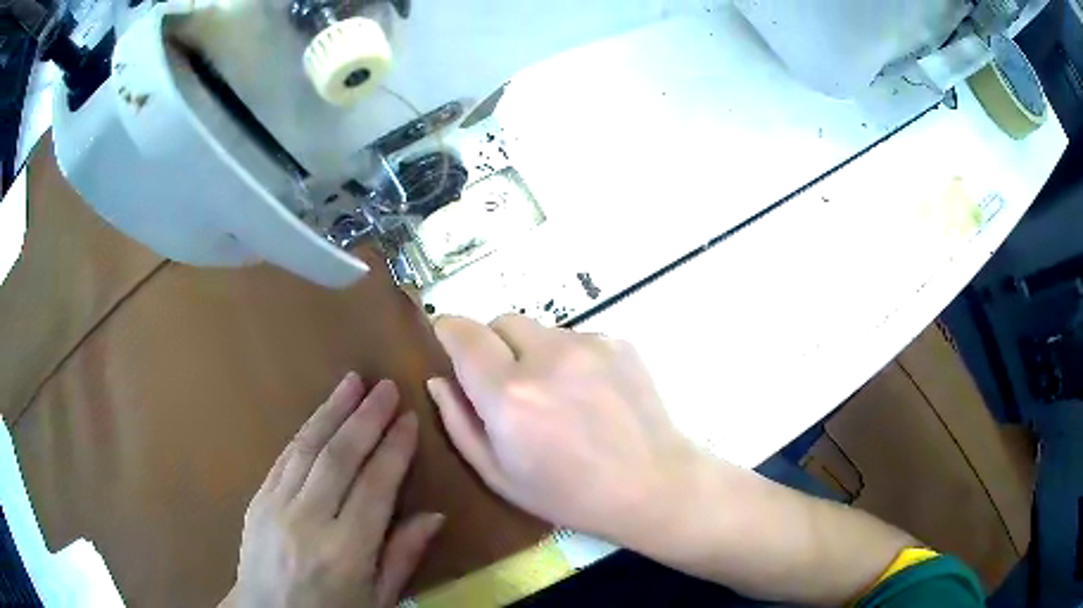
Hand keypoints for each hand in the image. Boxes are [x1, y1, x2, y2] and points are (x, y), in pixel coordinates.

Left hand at [224, 374, 443, 607]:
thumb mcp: (378, 599)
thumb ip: (404, 557)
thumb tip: (434, 515)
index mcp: (346, 551)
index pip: (375, 487)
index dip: (394, 449)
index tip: (408, 419)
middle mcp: (309, 520)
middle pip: (339, 457)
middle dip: (365, 418)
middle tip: (385, 387)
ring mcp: (277, 506)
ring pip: (307, 448)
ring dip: (331, 411)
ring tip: (352, 383)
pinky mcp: (257, 499)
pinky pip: (283, 458)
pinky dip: (305, 433)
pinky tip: (320, 416)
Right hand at [427, 315, 702, 550]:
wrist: (652, 485)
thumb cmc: (569, 494)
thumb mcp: (499, 474)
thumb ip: (459, 422)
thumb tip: (439, 379)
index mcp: (509, 395)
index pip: (464, 334)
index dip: (448, 329)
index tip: (446, 338)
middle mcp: (547, 357)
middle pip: (501, 322)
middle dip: (494, 345)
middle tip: (509, 383)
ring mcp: (588, 344)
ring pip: (541, 331)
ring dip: (535, 353)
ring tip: (558, 396)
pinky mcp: (618, 342)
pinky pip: (576, 338)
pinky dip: (570, 358)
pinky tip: (590, 395)